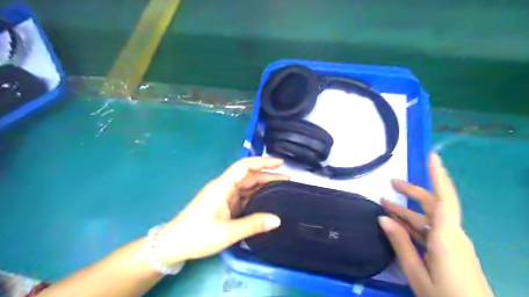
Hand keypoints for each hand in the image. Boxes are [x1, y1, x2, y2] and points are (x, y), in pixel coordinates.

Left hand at [156, 157, 287, 265]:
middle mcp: (224, 187)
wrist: (173, 244)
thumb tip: (277, 220)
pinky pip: (243, 196)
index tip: (280, 162)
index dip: (263, 162)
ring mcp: (224, 195)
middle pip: (248, 175)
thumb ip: (253, 225)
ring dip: (262, 185)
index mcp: (222, 187)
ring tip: (281, 188)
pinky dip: (255, 196)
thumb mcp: (227, 233)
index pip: (244, 167)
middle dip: (267, 175)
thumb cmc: (197, 235)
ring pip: (246, 186)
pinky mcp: (224, 204)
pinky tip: (266, 200)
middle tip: (287, 179)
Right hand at [378, 154, 494, 296]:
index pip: (444, 199)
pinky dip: (414, 224)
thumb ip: (401, 244)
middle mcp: (452, 235)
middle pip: (433, 205)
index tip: (432, 156)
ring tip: (385, 205)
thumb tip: (383, 218)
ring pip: (429, 219)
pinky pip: (431, 230)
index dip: (438, 176)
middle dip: (412, 192)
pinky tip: (398, 226)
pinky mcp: (452, 251)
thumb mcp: (417, 273)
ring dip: (407, 211)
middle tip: (391, 183)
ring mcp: (453, 243)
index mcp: (446, 238)